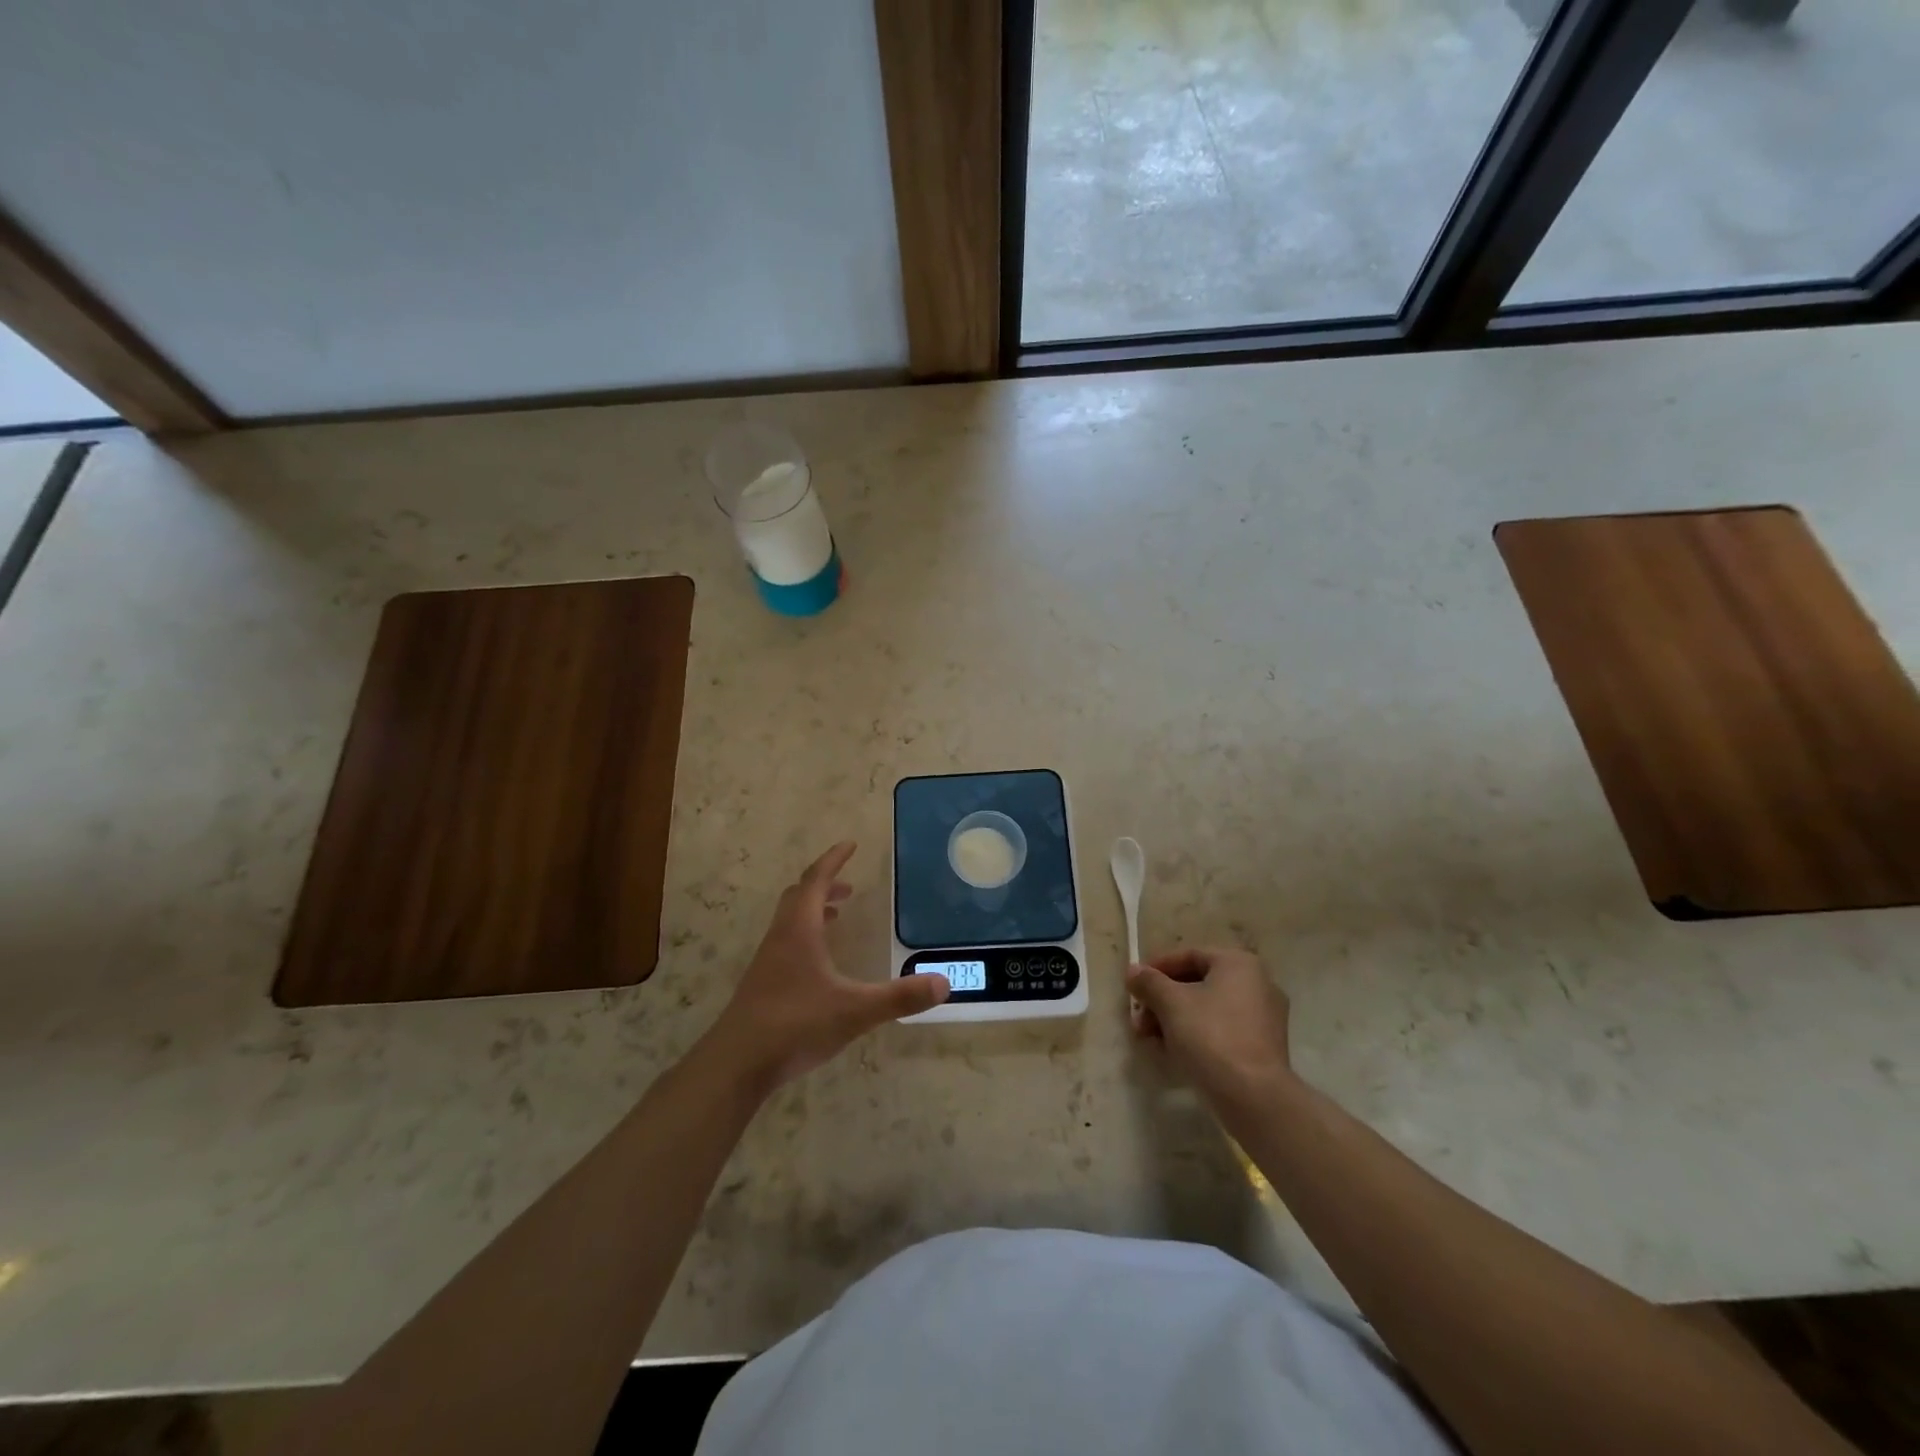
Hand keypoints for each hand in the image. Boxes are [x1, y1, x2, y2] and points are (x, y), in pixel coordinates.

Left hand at [704, 842, 948, 1093]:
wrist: (737, 1064)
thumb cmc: (795, 1025)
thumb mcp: (854, 1010)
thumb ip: (899, 997)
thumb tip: (943, 983)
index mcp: (799, 930)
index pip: (816, 881)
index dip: (833, 860)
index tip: (850, 845)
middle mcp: (781, 938)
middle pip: (798, 896)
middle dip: (824, 884)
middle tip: (849, 886)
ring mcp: (767, 962)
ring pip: (789, 921)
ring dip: (813, 910)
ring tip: (837, 916)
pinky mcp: (762, 985)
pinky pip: (786, 944)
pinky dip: (805, 936)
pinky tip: (820, 964)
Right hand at [1127, 947, 1294, 1107]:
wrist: (1254, 1098)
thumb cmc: (1211, 1036)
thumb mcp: (1171, 1003)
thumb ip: (1149, 982)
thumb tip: (1133, 971)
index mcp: (1238, 963)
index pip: (1188, 955)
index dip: (1156, 968)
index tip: (1133, 986)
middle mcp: (1257, 983)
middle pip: (1197, 983)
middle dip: (1162, 1000)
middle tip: (1139, 1019)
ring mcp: (1263, 1017)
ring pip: (1207, 1009)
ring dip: (1174, 1019)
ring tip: (1150, 1039)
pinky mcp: (1262, 1047)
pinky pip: (1221, 1030)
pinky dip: (1195, 1035)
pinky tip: (1172, 1052)